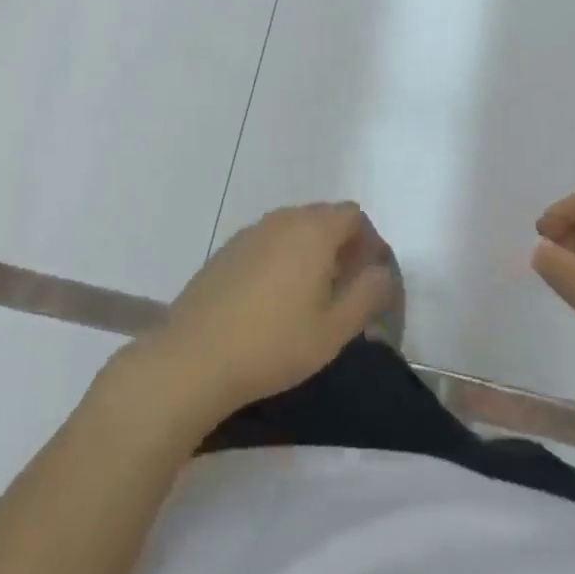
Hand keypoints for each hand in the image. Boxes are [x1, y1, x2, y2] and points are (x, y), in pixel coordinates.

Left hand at [143, 203, 395, 428]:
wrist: (193, 358)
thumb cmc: (273, 345)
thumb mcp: (334, 330)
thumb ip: (368, 294)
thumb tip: (382, 272)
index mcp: (313, 231)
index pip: (353, 215)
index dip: (369, 242)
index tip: (370, 280)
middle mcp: (282, 220)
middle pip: (324, 217)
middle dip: (342, 246)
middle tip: (345, 290)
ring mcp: (250, 233)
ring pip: (294, 229)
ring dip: (311, 252)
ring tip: (311, 298)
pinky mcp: (226, 251)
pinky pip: (267, 242)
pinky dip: (282, 259)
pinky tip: (273, 301)